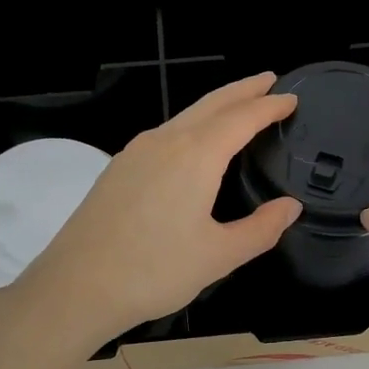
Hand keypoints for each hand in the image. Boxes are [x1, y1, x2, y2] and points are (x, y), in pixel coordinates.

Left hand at [8, 72, 301, 351]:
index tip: (291, 99)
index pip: (242, 118)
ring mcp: (136, 152)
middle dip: (243, 90)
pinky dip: (191, 125)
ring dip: (216, 106)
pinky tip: (193, 143)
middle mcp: (165, 141)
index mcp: (196, 156)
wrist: (77, 286)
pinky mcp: (118, 168)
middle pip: (211, 104)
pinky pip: (165, 133)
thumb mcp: (219, 256)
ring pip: (184, 116)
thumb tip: (290, 207)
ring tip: (238, 107)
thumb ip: (261, 229)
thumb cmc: (154, 271)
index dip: (269, 106)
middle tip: (269, 81)